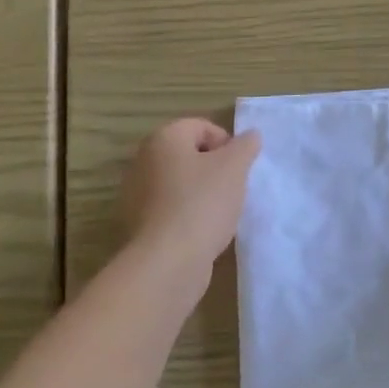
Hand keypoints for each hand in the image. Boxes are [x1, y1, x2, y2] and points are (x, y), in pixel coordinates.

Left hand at [122, 118, 261, 267]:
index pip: (201, 126)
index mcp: (164, 139)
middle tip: (234, 189)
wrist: (168, 261)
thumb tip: (250, 135)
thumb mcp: (234, 168)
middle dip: (215, 169)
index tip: (240, 168)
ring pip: (180, 183)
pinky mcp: (139, 223)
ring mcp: (137, 193)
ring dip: (203, 193)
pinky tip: (203, 231)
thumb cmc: (202, 204)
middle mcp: (144, 160)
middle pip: (189, 155)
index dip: (227, 143)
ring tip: (221, 213)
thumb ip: (245, 146)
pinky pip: (171, 209)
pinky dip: (188, 214)